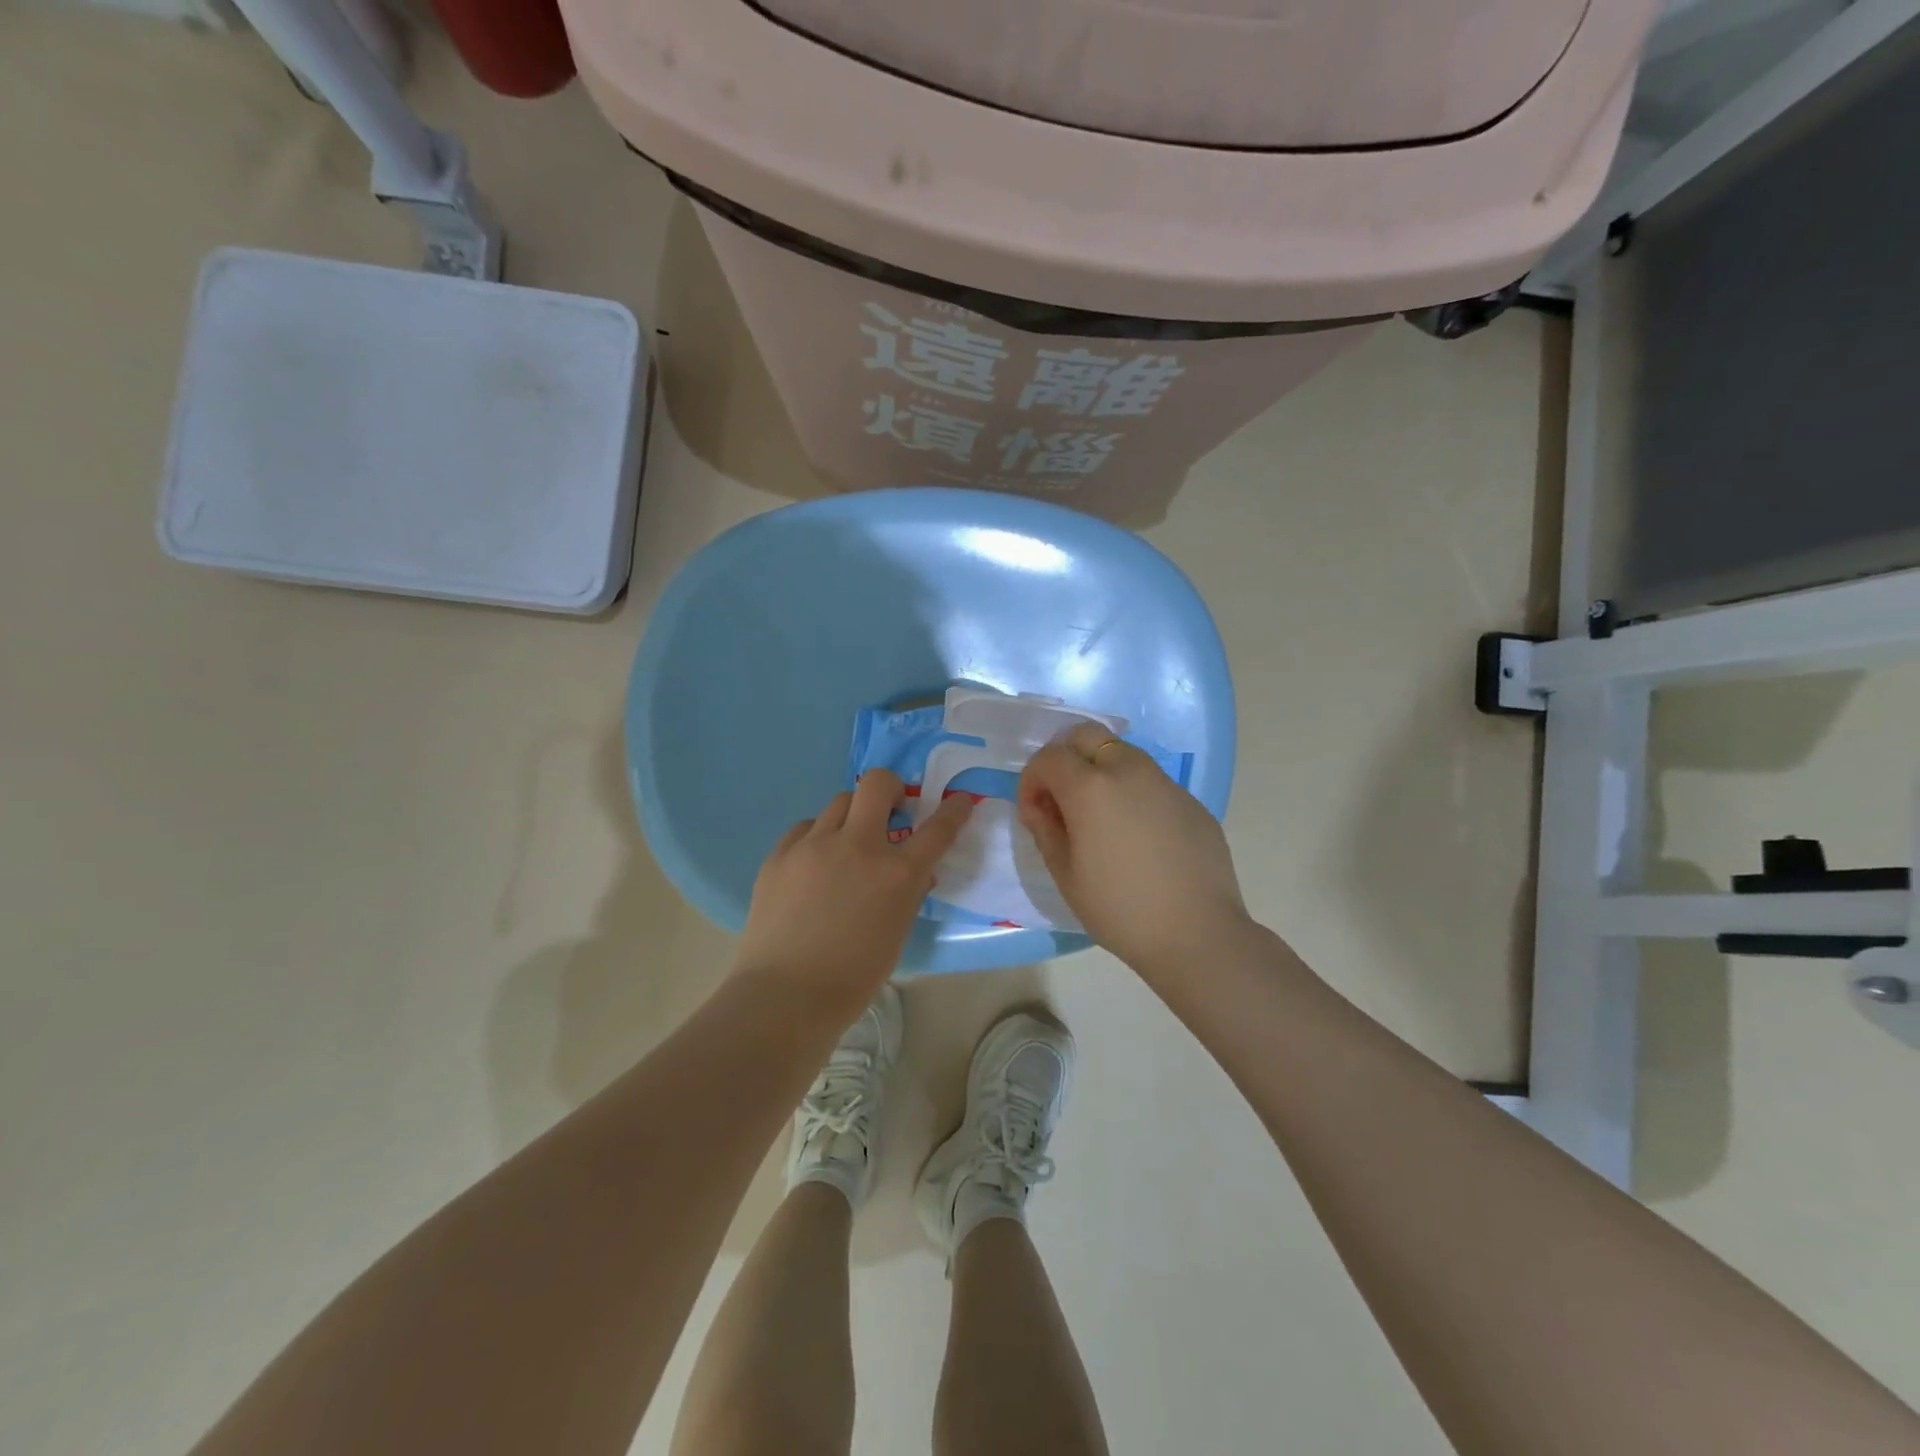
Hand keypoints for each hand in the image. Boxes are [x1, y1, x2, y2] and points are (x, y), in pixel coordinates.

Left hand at [735, 769, 973, 1014]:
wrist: (785, 995)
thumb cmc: (853, 976)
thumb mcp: (897, 933)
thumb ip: (909, 893)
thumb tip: (915, 870)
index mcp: (896, 873)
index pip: (938, 828)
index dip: (954, 810)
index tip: (958, 801)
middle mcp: (858, 846)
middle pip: (878, 783)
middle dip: (891, 788)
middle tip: (891, 810)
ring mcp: (814, 845)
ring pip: (840, 801)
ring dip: (854, 816)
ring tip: (848, 843)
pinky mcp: (781, 854)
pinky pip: (806, 827)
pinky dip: (818, 836)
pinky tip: (814, 862)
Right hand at [1018, 721, 1251, 977]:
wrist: (1198, 934)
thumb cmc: (1120, 909)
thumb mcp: (1065, 875)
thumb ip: (1045, 829)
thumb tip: (1039, 805)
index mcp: (1090, 788)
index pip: (1049, 758)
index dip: (1032, 780)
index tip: (1034, 811)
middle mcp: (1128, 771)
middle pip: (1087, 736)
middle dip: (1065, 757)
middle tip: (1062, 798)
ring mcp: (1165, 783)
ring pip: (1122, 754)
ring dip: (1100, 771)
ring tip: (1100, 818)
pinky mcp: (1190, 801)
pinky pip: (1151, 782)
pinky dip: (1133, 793)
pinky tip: (1138, 837)